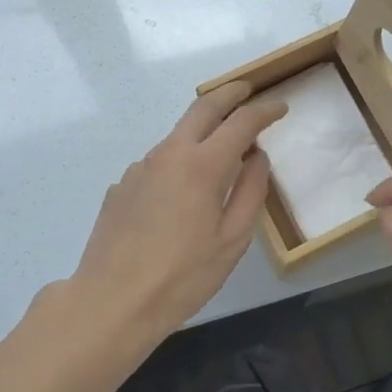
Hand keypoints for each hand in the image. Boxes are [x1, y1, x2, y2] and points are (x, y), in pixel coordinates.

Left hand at [58, 82, 285, 348]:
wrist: (111, 301)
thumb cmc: (182, 277)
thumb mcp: (232, 241)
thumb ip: (250, 192)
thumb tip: (257, 159)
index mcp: (203, 165)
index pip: (241, 122)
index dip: (264, 111)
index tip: (280, 107)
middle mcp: (169, 154)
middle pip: (203, 107)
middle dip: (229, 93)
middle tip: (247, 90)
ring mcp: (140, 167)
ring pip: (177, 135)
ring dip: (202, 129)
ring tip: (219, 148)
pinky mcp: (121, 185)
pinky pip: (158, 162)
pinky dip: (178, 162)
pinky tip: (181, 192)